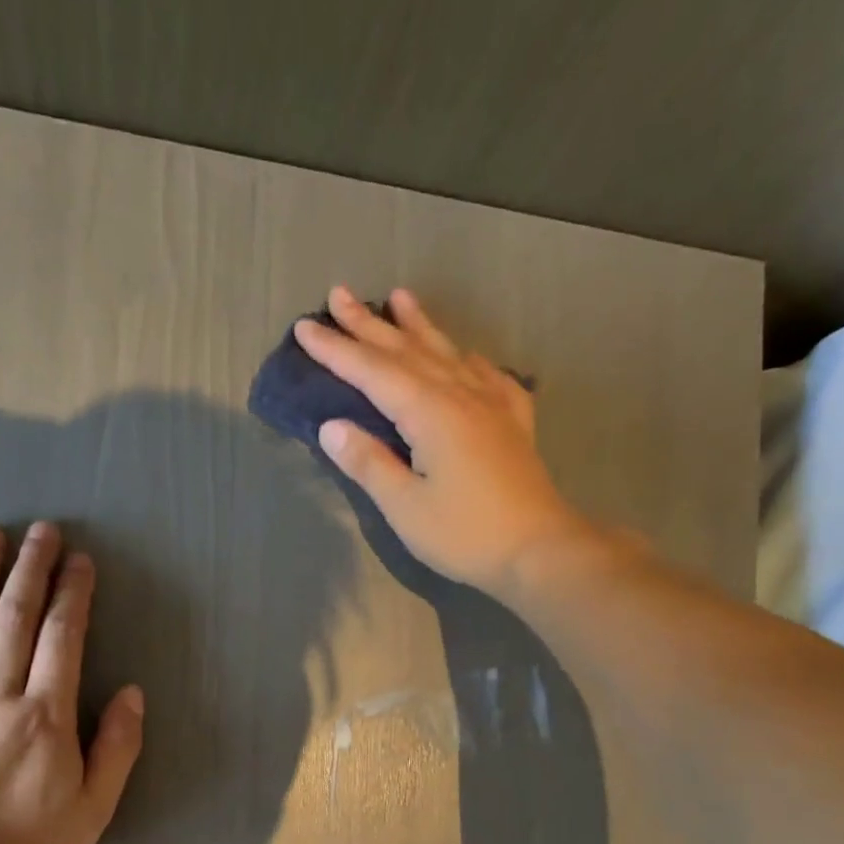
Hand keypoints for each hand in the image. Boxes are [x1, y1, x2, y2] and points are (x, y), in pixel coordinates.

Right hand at [294, 285, 595, 602]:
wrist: (539, 549)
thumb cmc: (464, 534)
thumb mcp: (405, 507)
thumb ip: (369, 463)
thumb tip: (331, 427)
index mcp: (429, 412)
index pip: (372, 372)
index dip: (336, 350)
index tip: (304, 328)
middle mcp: (460, 394)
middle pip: (407, 351)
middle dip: (369, 325)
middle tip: (339, 294)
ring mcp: (492, 404)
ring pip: (447, 353)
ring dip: (419, 325)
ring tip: (400, 298)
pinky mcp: (513, 423)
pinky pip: (487, 375)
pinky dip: (468, 358)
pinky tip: (467, 354)